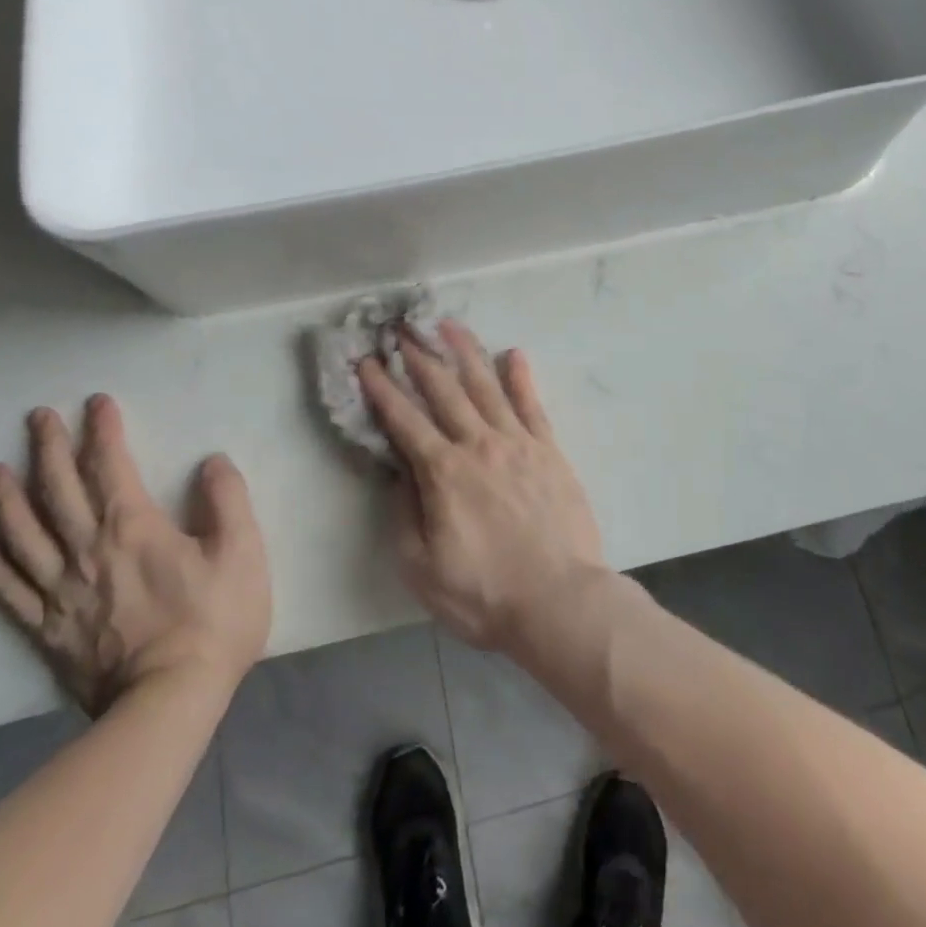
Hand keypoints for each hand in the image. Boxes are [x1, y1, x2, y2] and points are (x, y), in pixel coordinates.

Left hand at [0, 395, 271, 717]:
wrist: (168, 702)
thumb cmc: (214, 621)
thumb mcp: (242, 551)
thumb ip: (227, 500)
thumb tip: (211, 462)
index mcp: (133, 528)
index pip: (111, 466)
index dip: (103, 431)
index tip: (97, 402)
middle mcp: (87, 551)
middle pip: (58, 491)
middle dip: (48, 449)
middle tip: (36, 418)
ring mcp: (60, 592)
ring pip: (23, 535)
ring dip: (6, 499)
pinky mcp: (47, 631)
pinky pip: (9, 592)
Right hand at [360, 321, 605, 651]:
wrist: (559, 601)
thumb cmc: (484, 594)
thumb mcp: (422, 567)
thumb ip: (405, 513)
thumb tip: (399, 471)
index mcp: (443, 472)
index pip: (404, 420)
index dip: (382, 389)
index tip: (366, 361)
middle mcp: (479, 444)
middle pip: (444, 391)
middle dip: (419, 357)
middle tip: (403, 328)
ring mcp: (518, 443)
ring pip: (487, 386)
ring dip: (466, 353)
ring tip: (449, 325)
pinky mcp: (550, 450)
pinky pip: (532, 405)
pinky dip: (521, 377)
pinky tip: (514, 354)